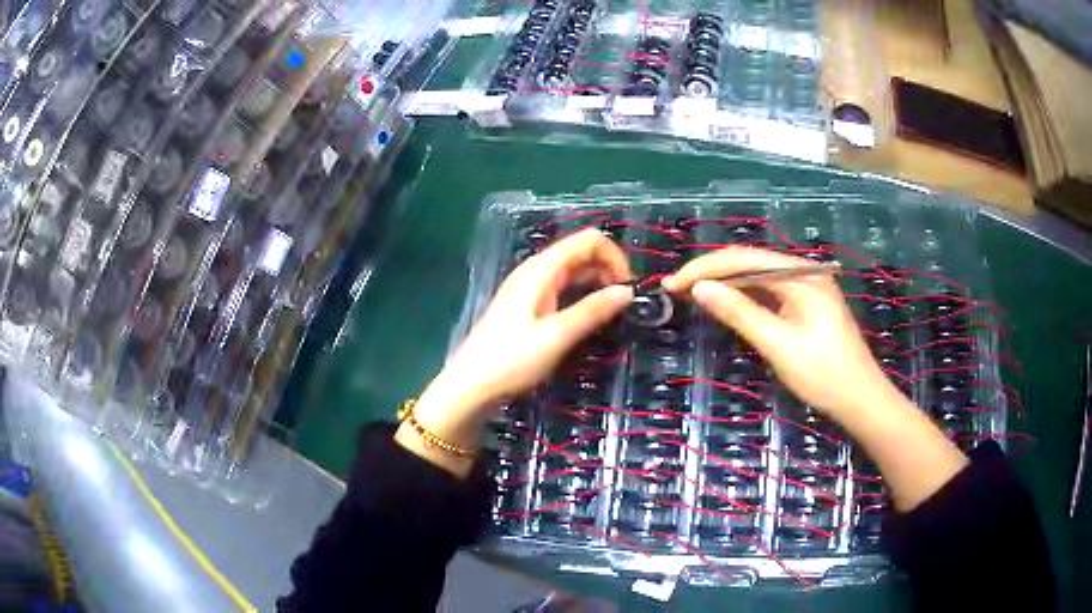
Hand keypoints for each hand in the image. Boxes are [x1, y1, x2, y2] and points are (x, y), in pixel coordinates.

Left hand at [401, 229, 632, 473]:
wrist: (471, 385)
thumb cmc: (511, 360)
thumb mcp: (557, 336)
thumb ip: (593, 310)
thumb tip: (628, 291)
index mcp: (542, 269)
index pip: (587, 240)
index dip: (614, 256)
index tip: (629, 288)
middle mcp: (537, 270)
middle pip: (581, 252)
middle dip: (608, 269)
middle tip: (625, 304)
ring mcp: (531, 287)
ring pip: (573, 272)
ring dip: (597, 283)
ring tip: (613, 312)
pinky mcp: (529, 305)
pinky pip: (563, 289)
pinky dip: (582, 295)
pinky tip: (590, 317)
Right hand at [662, 246, 896, 422]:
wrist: (861, 400)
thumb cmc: (824, 374)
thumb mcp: (779, 345)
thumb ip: (740, 313)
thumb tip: (700, 288)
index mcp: (801, 275)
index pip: (743, 259)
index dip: (705, 268)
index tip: (672, 284)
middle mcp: (803, 273)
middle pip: (749, 263)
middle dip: (711, 272)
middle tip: (675, 288)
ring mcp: (805, 289)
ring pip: (757, 278)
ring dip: (725, 284)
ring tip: (691, 293)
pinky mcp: (805, 306)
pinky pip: (768, 294)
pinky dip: (743, 298)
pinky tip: (725, 304)